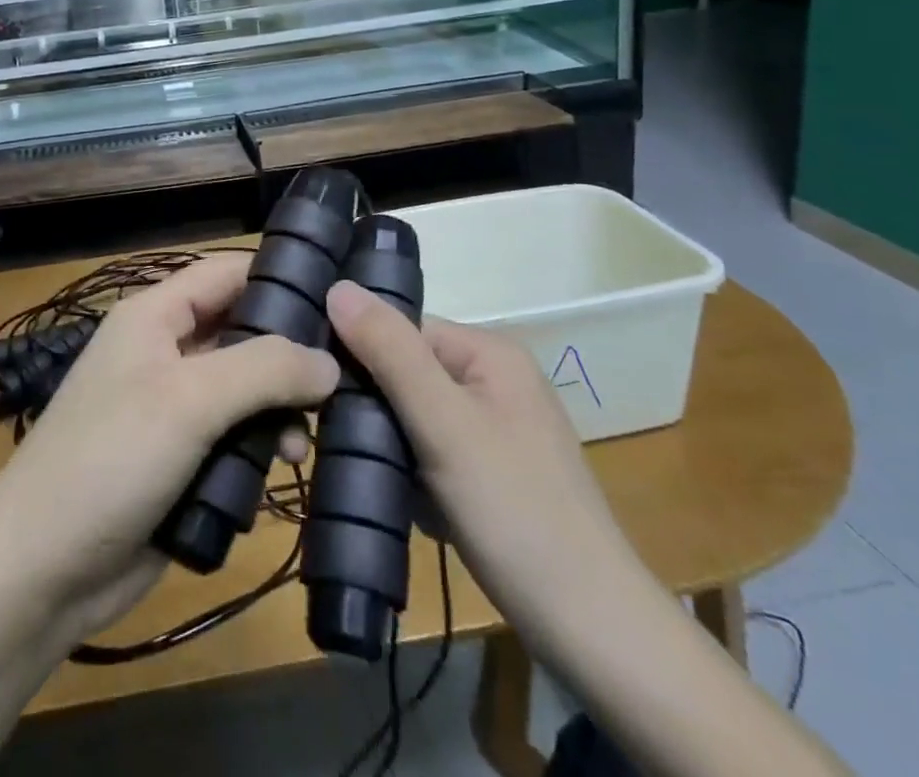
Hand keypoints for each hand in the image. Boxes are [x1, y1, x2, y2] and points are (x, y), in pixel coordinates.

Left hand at [0, 253, 339, 644]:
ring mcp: (173, 408)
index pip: (227, 272)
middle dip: (289, 354)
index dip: (279, 275)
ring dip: (277, 410)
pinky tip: (279, 470)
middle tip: (342, 382)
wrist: (41, 570)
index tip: (341, 299)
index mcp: (155, 316)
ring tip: (300, 446)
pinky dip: (258, 448)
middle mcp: (166, 352)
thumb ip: (264, 368)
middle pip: (242, 332)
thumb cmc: (111, 459)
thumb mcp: (189, 399)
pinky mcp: (181, 460)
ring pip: (244, 390)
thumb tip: (330, 362)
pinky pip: (234, 438)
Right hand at [325, 282, 636, 640]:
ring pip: (416, 416)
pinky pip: (435, 451)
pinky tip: (411, 504)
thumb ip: (389, 352)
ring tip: (380, 479)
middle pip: (408, 372)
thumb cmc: (514, 511)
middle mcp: (497, 379)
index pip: (402, 330)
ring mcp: (499, 428)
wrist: (593, 631)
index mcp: (490, 352)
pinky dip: (415, 474)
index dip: (361, 356)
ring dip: (393, 445)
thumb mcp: (443, 423)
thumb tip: (337, 287)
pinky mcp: (496, 472)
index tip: (326, 395)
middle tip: (352, 445)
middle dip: (377, 409)